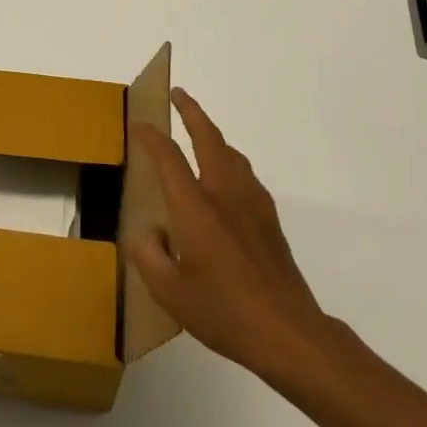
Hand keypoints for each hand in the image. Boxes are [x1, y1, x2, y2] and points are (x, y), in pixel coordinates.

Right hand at [128, 89, 342, 393]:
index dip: (150, 137)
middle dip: (191, 111)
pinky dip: (230, 160)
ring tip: (200, 132)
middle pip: (207, 137)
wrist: (289, 333)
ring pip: (231, 152)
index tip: (138, 124)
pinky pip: (245, 174)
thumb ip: (148, 256)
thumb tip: (145, 232)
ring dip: (213, 133)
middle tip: (177, 93)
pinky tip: (228, 178)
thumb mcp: (170, 293)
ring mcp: (252, 204)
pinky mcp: (269, 220)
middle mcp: (224, 194)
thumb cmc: (224, 311)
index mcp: (196, 206)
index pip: (168, 157)